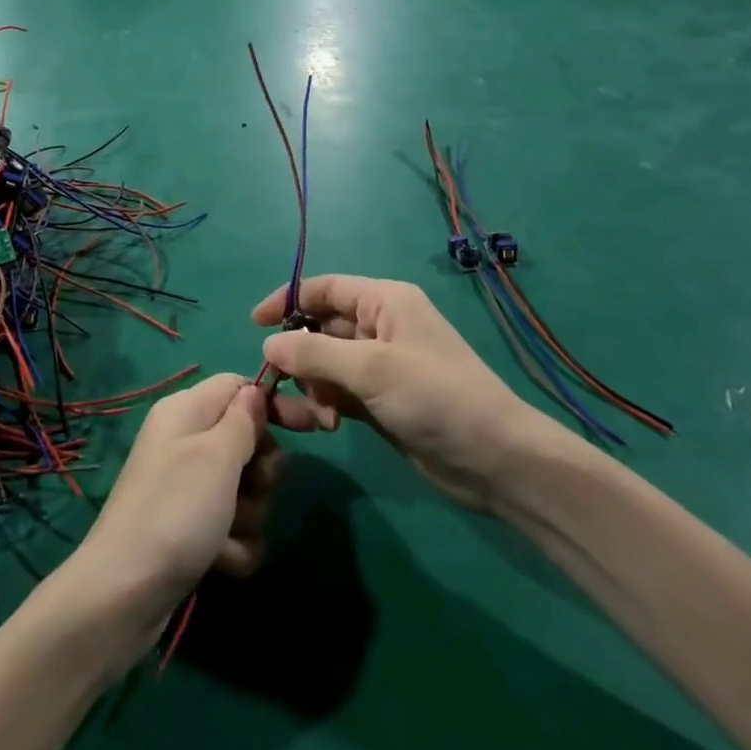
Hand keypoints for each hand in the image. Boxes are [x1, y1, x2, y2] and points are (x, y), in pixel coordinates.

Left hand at [71, 374, 281, 626]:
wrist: (124, 593)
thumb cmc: (175, 510)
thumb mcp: (216, 456)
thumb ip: (244, 420)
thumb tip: (256, 391)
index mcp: (185, 411)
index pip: (238, 386)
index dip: (272, 404)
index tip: (307, 428)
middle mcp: (185, 442)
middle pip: (247, 440)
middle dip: (261, 471)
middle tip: (253, 488)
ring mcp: (186, 488)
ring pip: (245, 488)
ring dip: (248, 515)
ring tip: (227, 533)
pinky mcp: (189, 528)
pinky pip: (231, 526)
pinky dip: (233, 544)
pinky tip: (220, 561)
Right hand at [254, 276, 558, 513]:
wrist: (496, 461)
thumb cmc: (435, 397)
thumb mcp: (371, 368)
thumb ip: (314, 352)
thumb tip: (268, 344)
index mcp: (384, 302)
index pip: (325, 289)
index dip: (287, 300)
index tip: (254, 324)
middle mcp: (381, 327)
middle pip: (321, 329)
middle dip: (299, 355)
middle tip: (277, 383)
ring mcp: (382, 365)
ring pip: (326, 364)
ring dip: (313, 386)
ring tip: (319, 416)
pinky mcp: (382, 400)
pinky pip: (338, 391)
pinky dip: (326, 403)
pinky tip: (327, 425)